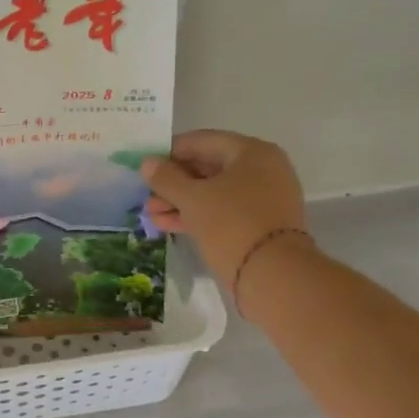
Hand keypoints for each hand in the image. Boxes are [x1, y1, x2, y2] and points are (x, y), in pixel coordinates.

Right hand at [142, 130, 309, 304]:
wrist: (274, 276)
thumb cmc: (232, 224)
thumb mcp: (192, 198)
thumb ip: (166, 178)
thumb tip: (148, 163)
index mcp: (251, 152)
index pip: (201, 141)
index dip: (169, 152)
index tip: (144, 166)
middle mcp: (262, 169)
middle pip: (207, 167)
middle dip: (173, 182)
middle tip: (145, 194)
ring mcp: (263, 198)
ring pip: (212, 192)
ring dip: (180, 201)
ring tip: (150, 214)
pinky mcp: (259, 224)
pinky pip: (222, 211)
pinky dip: (196, 215)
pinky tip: (166, 224)